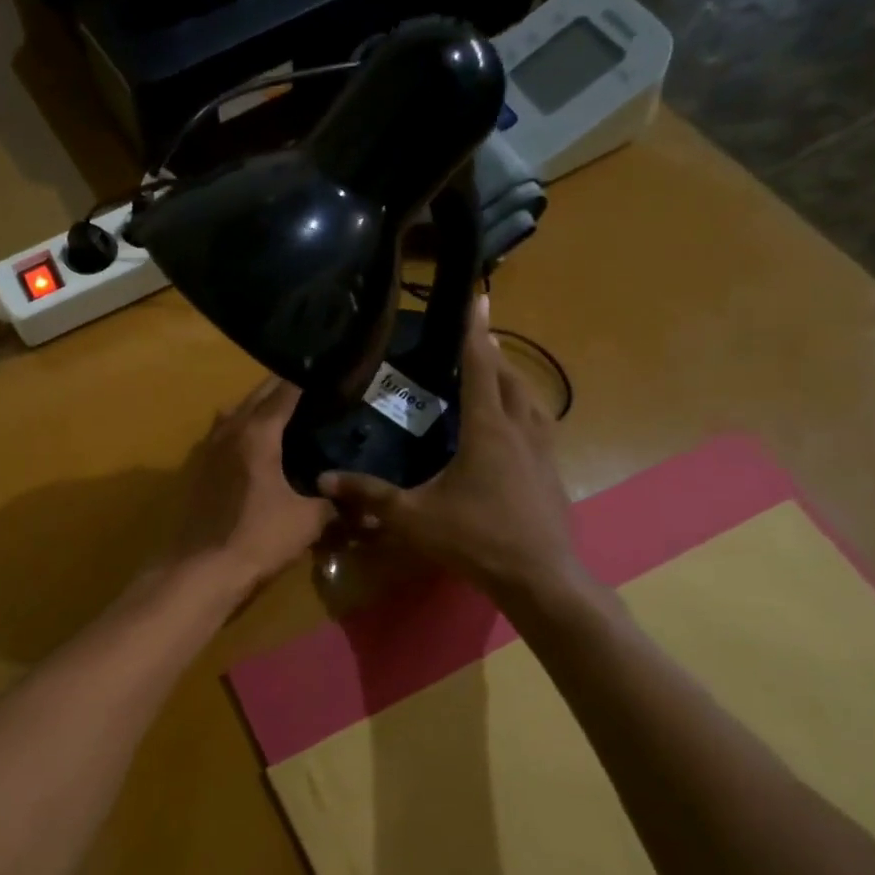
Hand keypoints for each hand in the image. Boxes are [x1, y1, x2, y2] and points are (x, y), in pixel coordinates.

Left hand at [169, 378, 331, 595]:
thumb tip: (357, 502)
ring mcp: (206, 449)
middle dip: (282, 391)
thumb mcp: (307, 522)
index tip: (329, 378)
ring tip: (283, 418)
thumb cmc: (258, 538)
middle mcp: (228, 431)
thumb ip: (332, 504)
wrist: (200, 570)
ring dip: (256, 410)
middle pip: (256, 397)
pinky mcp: (196, 470)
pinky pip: (221, 436)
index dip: (308, 382)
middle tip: (311, 395)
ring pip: (234, 414)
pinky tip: (255, 451)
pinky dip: (239, 432)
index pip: (285, 391)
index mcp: (256, 433)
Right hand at [319, 296, 589, 609]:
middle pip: (509, 377)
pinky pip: (539, 424)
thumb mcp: (413, 518)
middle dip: (492, 353)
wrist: (540, 577)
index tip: (477, 297)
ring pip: (530, 399)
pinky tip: (513, 425)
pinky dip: (523, 408)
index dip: (473, 332)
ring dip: (512, 379)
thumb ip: (369, 495)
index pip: (480, 368)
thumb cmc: (476, 540)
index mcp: (487, 430)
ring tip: (494, 372)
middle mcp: (519, 430)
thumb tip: (323, 478)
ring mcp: (542, 451)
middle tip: (474, 338)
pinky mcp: (551, 472)